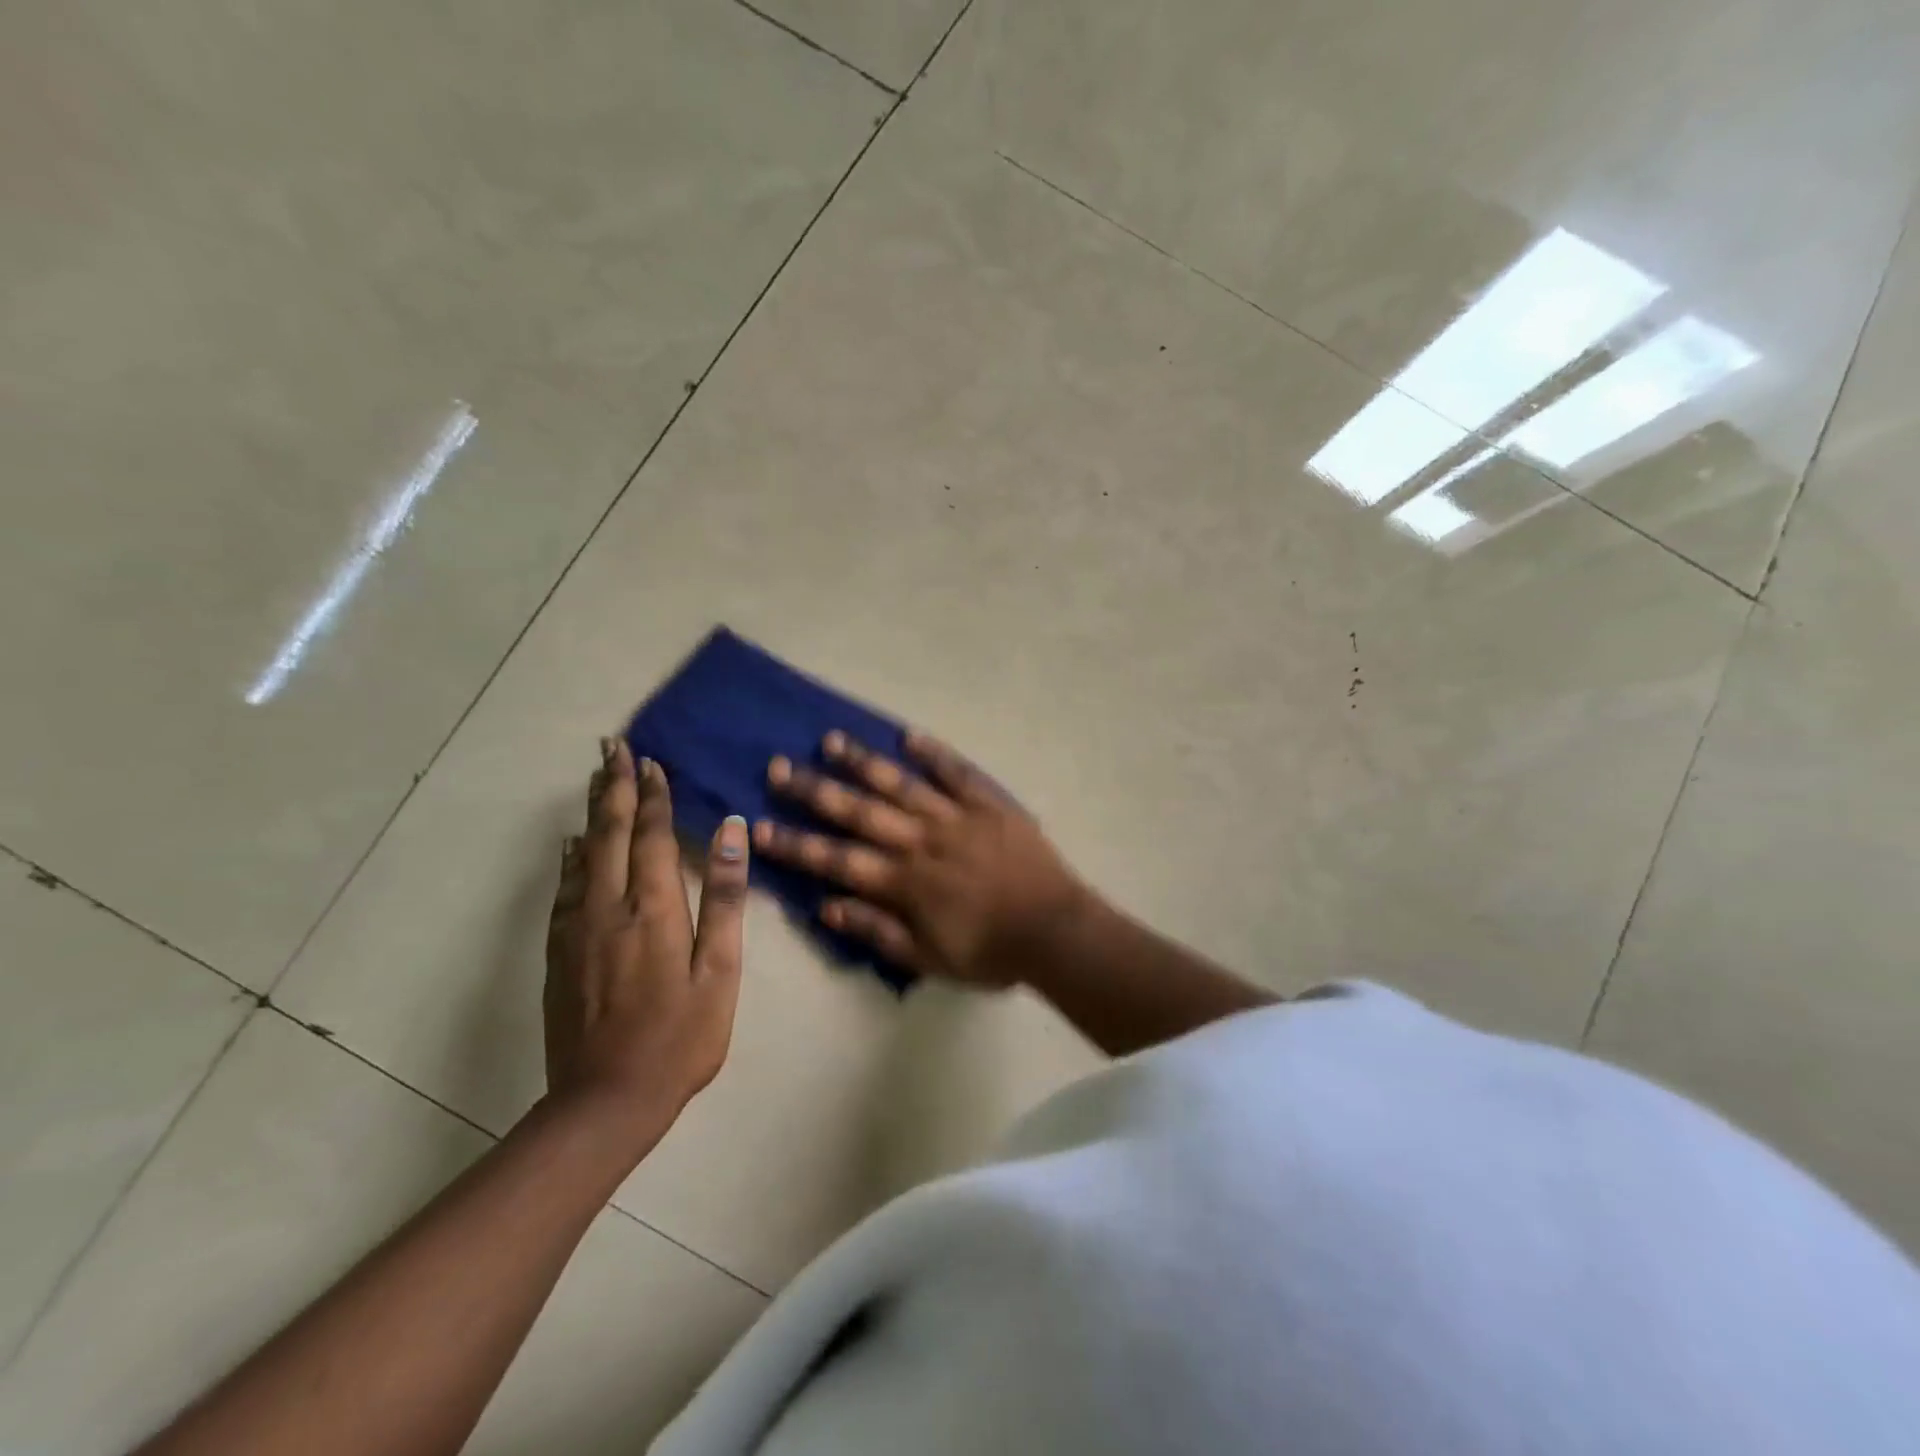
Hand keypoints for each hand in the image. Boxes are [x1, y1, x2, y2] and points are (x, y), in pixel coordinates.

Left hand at [545, 738, 748, 1153]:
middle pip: (609, 834)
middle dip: (613, 787)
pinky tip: (571, 846)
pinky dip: (570, 858)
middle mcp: (609, 908)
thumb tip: (732, 832)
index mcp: (654, 909)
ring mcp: (578, 930)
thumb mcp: (720, 971)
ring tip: (596, 779)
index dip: (652, 797)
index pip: (652, 836)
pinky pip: (564, 890)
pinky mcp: (560, 954)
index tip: (650, 761)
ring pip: (582, 855)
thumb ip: (725, 899)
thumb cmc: (680, 1037)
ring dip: (591, 813)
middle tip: (612, 747)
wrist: (605, 1101)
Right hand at [753, 730, 1090, 985]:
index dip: (795, 844)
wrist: (1055, 931)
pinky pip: (958, 773)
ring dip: (864, 762)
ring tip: (831, 740)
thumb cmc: (990, 952)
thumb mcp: (928, 958)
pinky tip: (908, 735)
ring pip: (902, 784)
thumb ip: (877, 930)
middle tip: (778, 767)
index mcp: (905, 881)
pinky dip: (934, 753)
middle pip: (860, 811)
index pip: (837, 859)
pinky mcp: (989, 804)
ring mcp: (957, 817)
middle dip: (815, 790)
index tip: (759, 825)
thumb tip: (826, 905)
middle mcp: (922, 841)